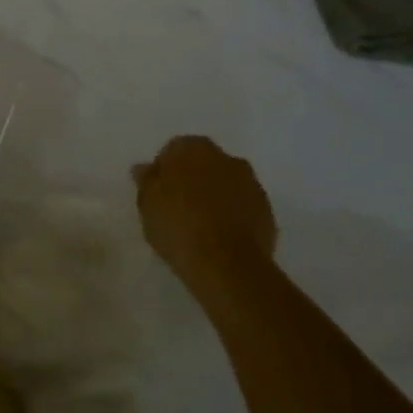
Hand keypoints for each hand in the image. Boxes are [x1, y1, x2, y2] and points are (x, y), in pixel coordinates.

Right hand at [131, 136, 276, 300]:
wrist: (225, 264)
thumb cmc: (177, 224)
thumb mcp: (147, 202)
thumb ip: (147, 180)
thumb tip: (145, 168)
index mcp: (193, 148)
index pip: (174, 149)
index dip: (165, 170)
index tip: (158, 192)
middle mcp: (225, 158)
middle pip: (204, 163)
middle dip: (193, 178)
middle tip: (178, 206)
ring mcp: (251, 184)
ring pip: (226, 183)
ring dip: (215, 195)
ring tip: (201, 224)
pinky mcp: (267, 211)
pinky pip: (243, 206)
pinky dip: (232, 214)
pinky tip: (220, 236)